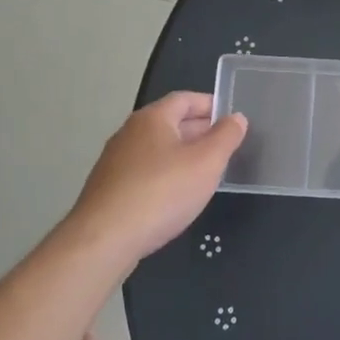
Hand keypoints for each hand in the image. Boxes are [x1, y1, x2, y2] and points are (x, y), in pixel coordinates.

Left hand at [69, 92, 246, 261]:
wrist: (103, 241)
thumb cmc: (161, 193)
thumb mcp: (206, 162)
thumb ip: (226, 137)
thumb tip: (236, 117)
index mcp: (152, 118)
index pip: (185, 98)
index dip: (210, 105)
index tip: (231, 118)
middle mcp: (129, 133)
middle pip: (169, 123)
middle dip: (198, 131)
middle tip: (224, 147)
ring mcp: (114, 162)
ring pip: (156, 149)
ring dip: (182, 155)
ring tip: (205, 173)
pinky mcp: (108, 190)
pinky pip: (143, 173)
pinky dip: (164, 176)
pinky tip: (175, 197)